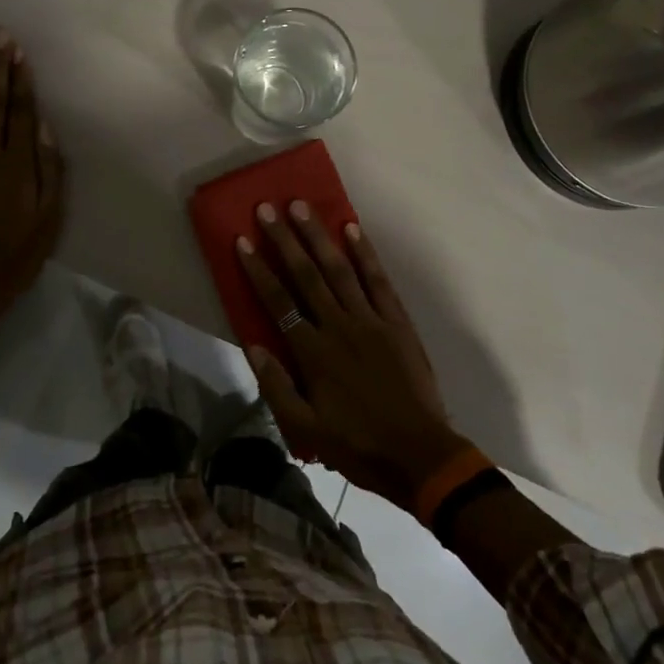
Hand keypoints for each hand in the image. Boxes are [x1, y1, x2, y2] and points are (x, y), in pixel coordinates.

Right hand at [236, 202, 466, 509]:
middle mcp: (338, 326)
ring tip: (301, 207)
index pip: (278, 301)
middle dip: (284, 239)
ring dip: (318, 236)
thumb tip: (252, 345)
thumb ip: (276, 386)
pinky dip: (365, 254)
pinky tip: (352, 229)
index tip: (242, 240)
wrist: (420, 457)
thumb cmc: (358, 445)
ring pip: (339, 269)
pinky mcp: (397, 322)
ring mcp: (371, 320)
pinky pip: (379, 281)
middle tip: (267, 208)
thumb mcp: (306, 428)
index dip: (258, 269)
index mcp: (313, 352)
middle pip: (306, 275)